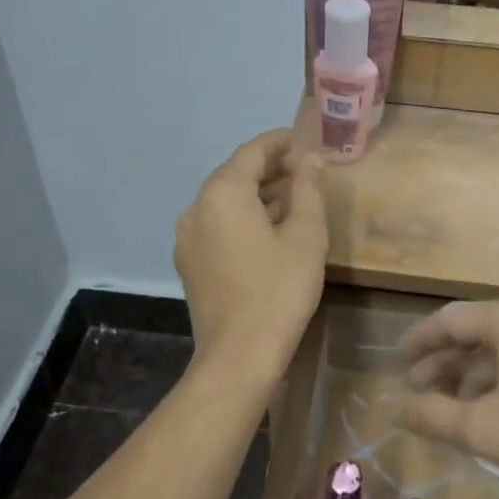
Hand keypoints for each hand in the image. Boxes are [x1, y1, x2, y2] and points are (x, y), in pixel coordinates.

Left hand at [175, 130, 327, 380]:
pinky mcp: (189, 263)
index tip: (306, 142)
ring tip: (293, 201)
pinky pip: (217, 226)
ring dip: (256, 195)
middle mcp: (196, 208)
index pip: (252, 151)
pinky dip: (242, 218)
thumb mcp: (306, 236)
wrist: (239, 356)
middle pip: (234, 174)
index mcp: (222, 193)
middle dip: (270, 169)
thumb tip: (311, 160)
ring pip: (224, 201)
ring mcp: (188, 237)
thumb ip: (308, 189)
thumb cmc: (279, 290)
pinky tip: (268, 232)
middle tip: (305, 172)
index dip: (281, 142)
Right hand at [398, 295, 498, 498]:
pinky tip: (493, 403)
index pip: (450, 320)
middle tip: (418, 388)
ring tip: (450, 403)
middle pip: (477, 329)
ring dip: (473, 370)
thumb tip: (394, 408)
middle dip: (444, 360)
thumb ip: (432, 415)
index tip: (397, 361)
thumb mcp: (485, 430)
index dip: (419, 341)